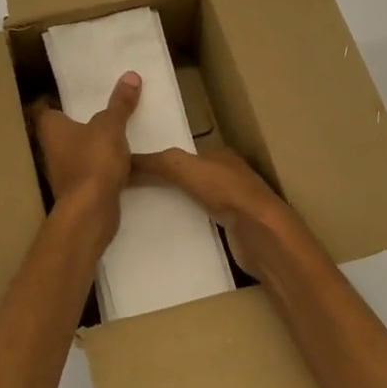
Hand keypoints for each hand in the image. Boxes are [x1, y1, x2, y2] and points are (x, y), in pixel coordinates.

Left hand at [28, 72, 141, 230]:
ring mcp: (63, 172)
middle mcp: (51, 148)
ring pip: (78, 151)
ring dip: (92, 145)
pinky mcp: (79, 191)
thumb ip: (120, 103)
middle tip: (100, 108)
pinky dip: (103, 166)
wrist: (91, 211)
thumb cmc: (93, 160)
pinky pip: (92, 171)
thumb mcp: (111, 126)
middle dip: (79, 122)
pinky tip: (123, 162)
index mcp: (51, 128)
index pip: (45, 108)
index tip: (72, 94)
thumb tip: (130, 75)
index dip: (54, 99)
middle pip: (62, 130)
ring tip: (116, 132)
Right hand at [132, 146, 298, 273]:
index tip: (131, 167)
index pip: (183, 152)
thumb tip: (123, 160)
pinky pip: (201, 222)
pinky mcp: (232, 230)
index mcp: (219, 154)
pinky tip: (167, 231)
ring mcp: (232, 204)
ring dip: (173, 203)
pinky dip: (185, 223)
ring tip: (142, 211)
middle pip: (188, 176)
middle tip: (131, 190)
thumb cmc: (227, 192)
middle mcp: (227, 175)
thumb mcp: (184, 168)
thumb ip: (156, 162)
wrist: (263, 235)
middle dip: (164, 181)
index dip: (159, 157)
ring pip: (193, 200)